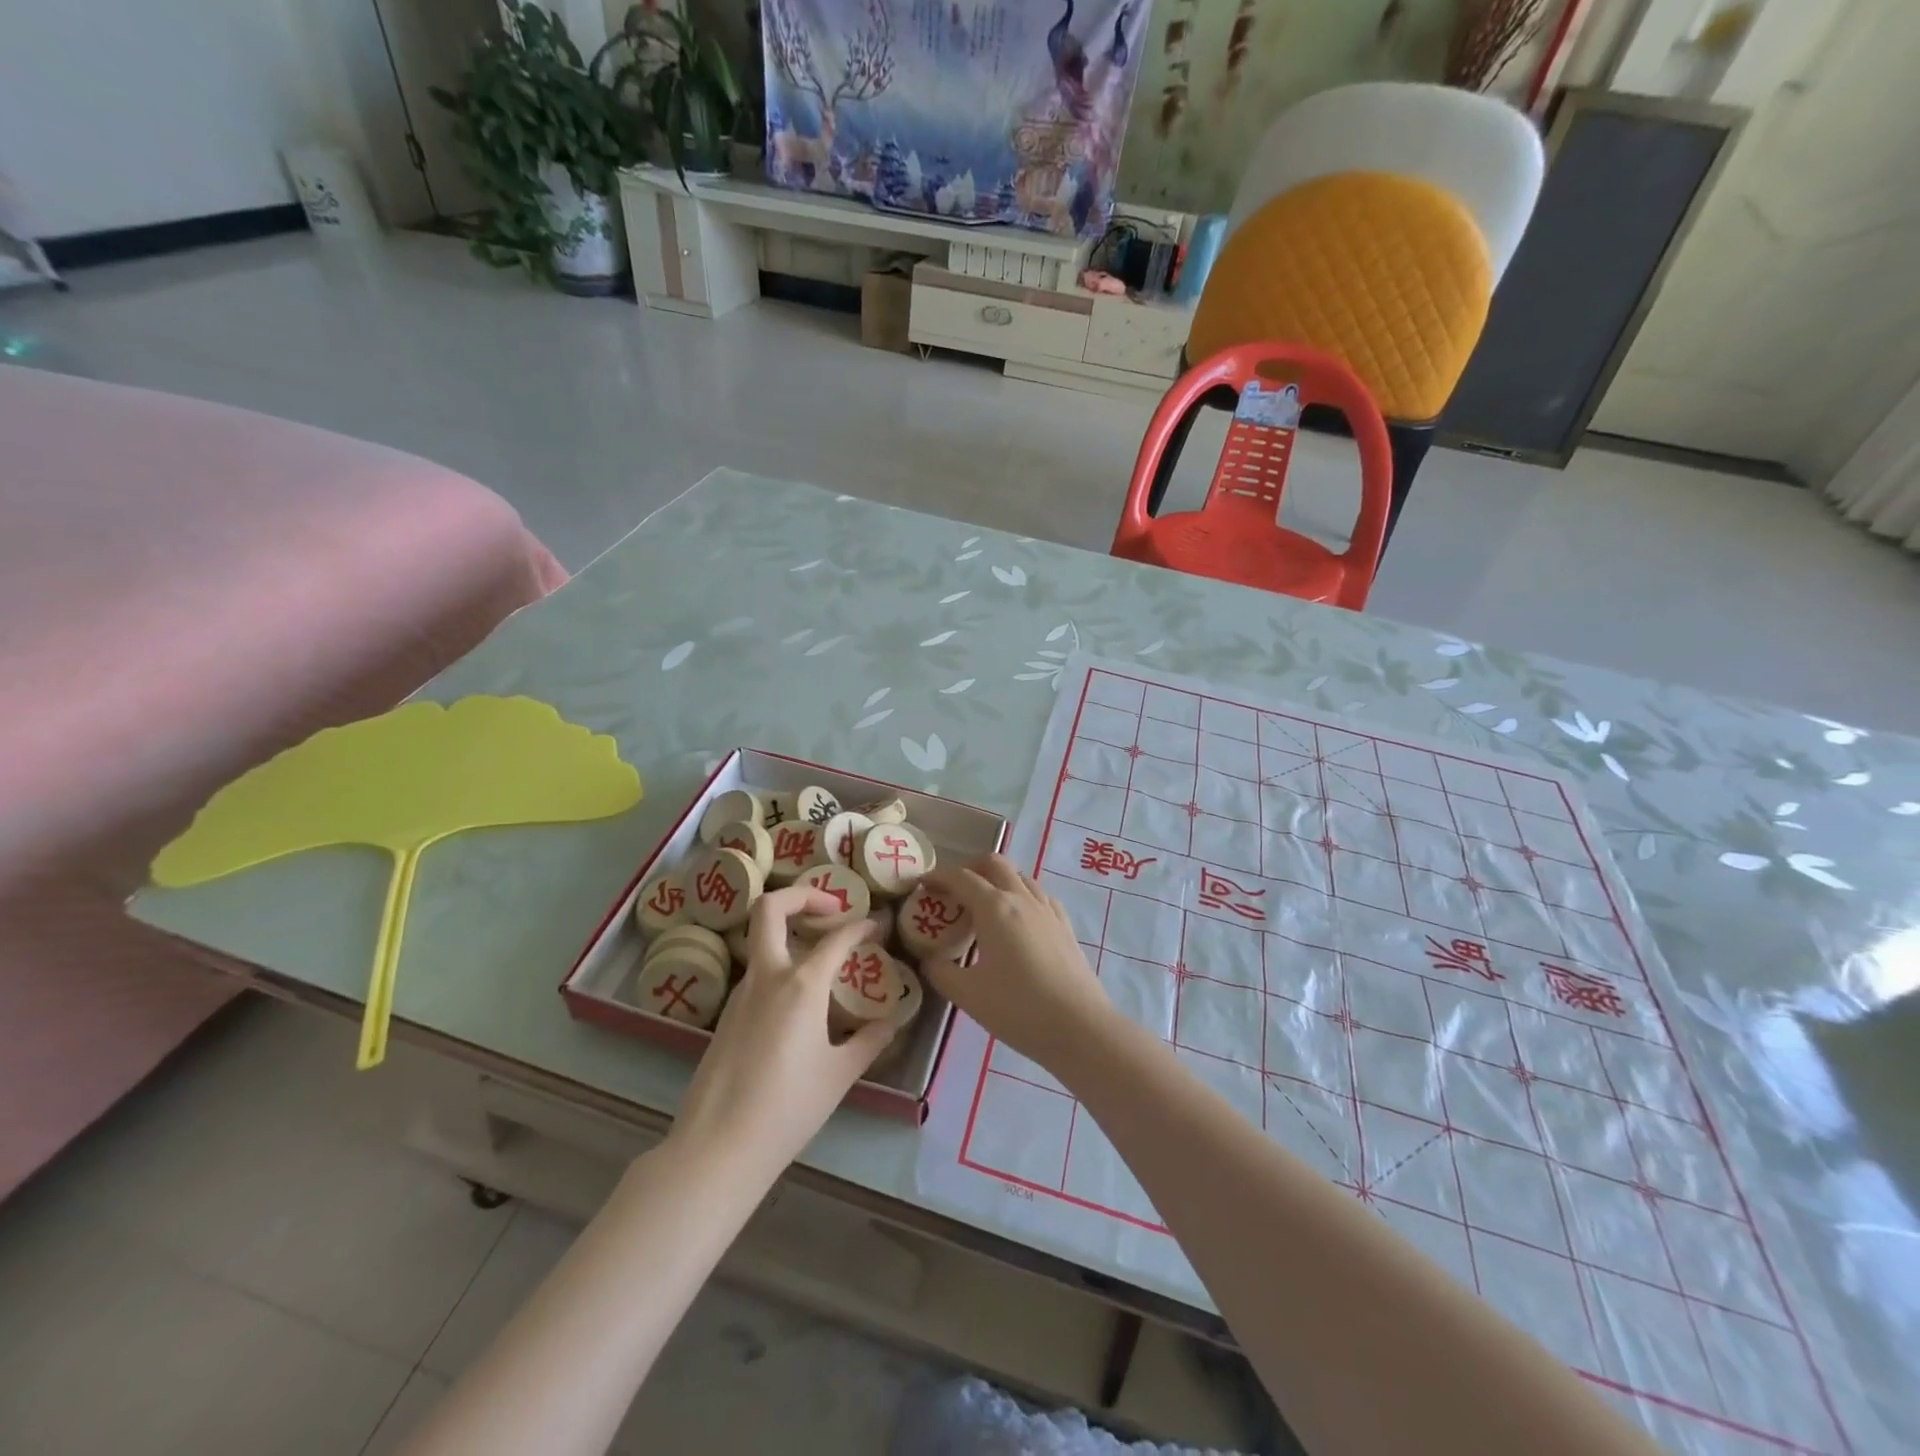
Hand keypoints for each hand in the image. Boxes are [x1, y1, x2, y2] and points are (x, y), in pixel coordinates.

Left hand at [669, 888, 894, 1174]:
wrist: (717, 1147)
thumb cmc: (788, 1108)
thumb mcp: (840, 1074)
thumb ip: (869, 1041)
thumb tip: (891, 1021)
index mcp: (801, 985)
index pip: (837, 937)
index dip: (861, 925)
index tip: (877, 925)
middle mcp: (768, 976)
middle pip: (771, 908)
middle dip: (802, 894)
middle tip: (832, 908)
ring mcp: (740, 993)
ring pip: (761, 939)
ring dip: (790, 931)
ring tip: (822, 953)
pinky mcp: (726, 1015)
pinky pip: (757, 973)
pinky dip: (780, 965)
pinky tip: (799, 999)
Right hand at [921, 855, 1115, 1073]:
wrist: (1080, 1027)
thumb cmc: (1018, 1009)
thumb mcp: (968, 995)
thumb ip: (941, 972)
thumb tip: (930, 960)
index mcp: (994, 907)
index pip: (961, 877)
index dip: (938, 877)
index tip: (922, 886)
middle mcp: (1022, 898)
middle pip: (994, 863)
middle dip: (969, 869)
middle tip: (953, 892)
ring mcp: (1048, 909)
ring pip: (1019, 876)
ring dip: (997, 881)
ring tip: (983, 908)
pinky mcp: (1065, 926)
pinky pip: (1039, 896)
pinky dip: (1021, 896)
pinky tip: (1017, 921)